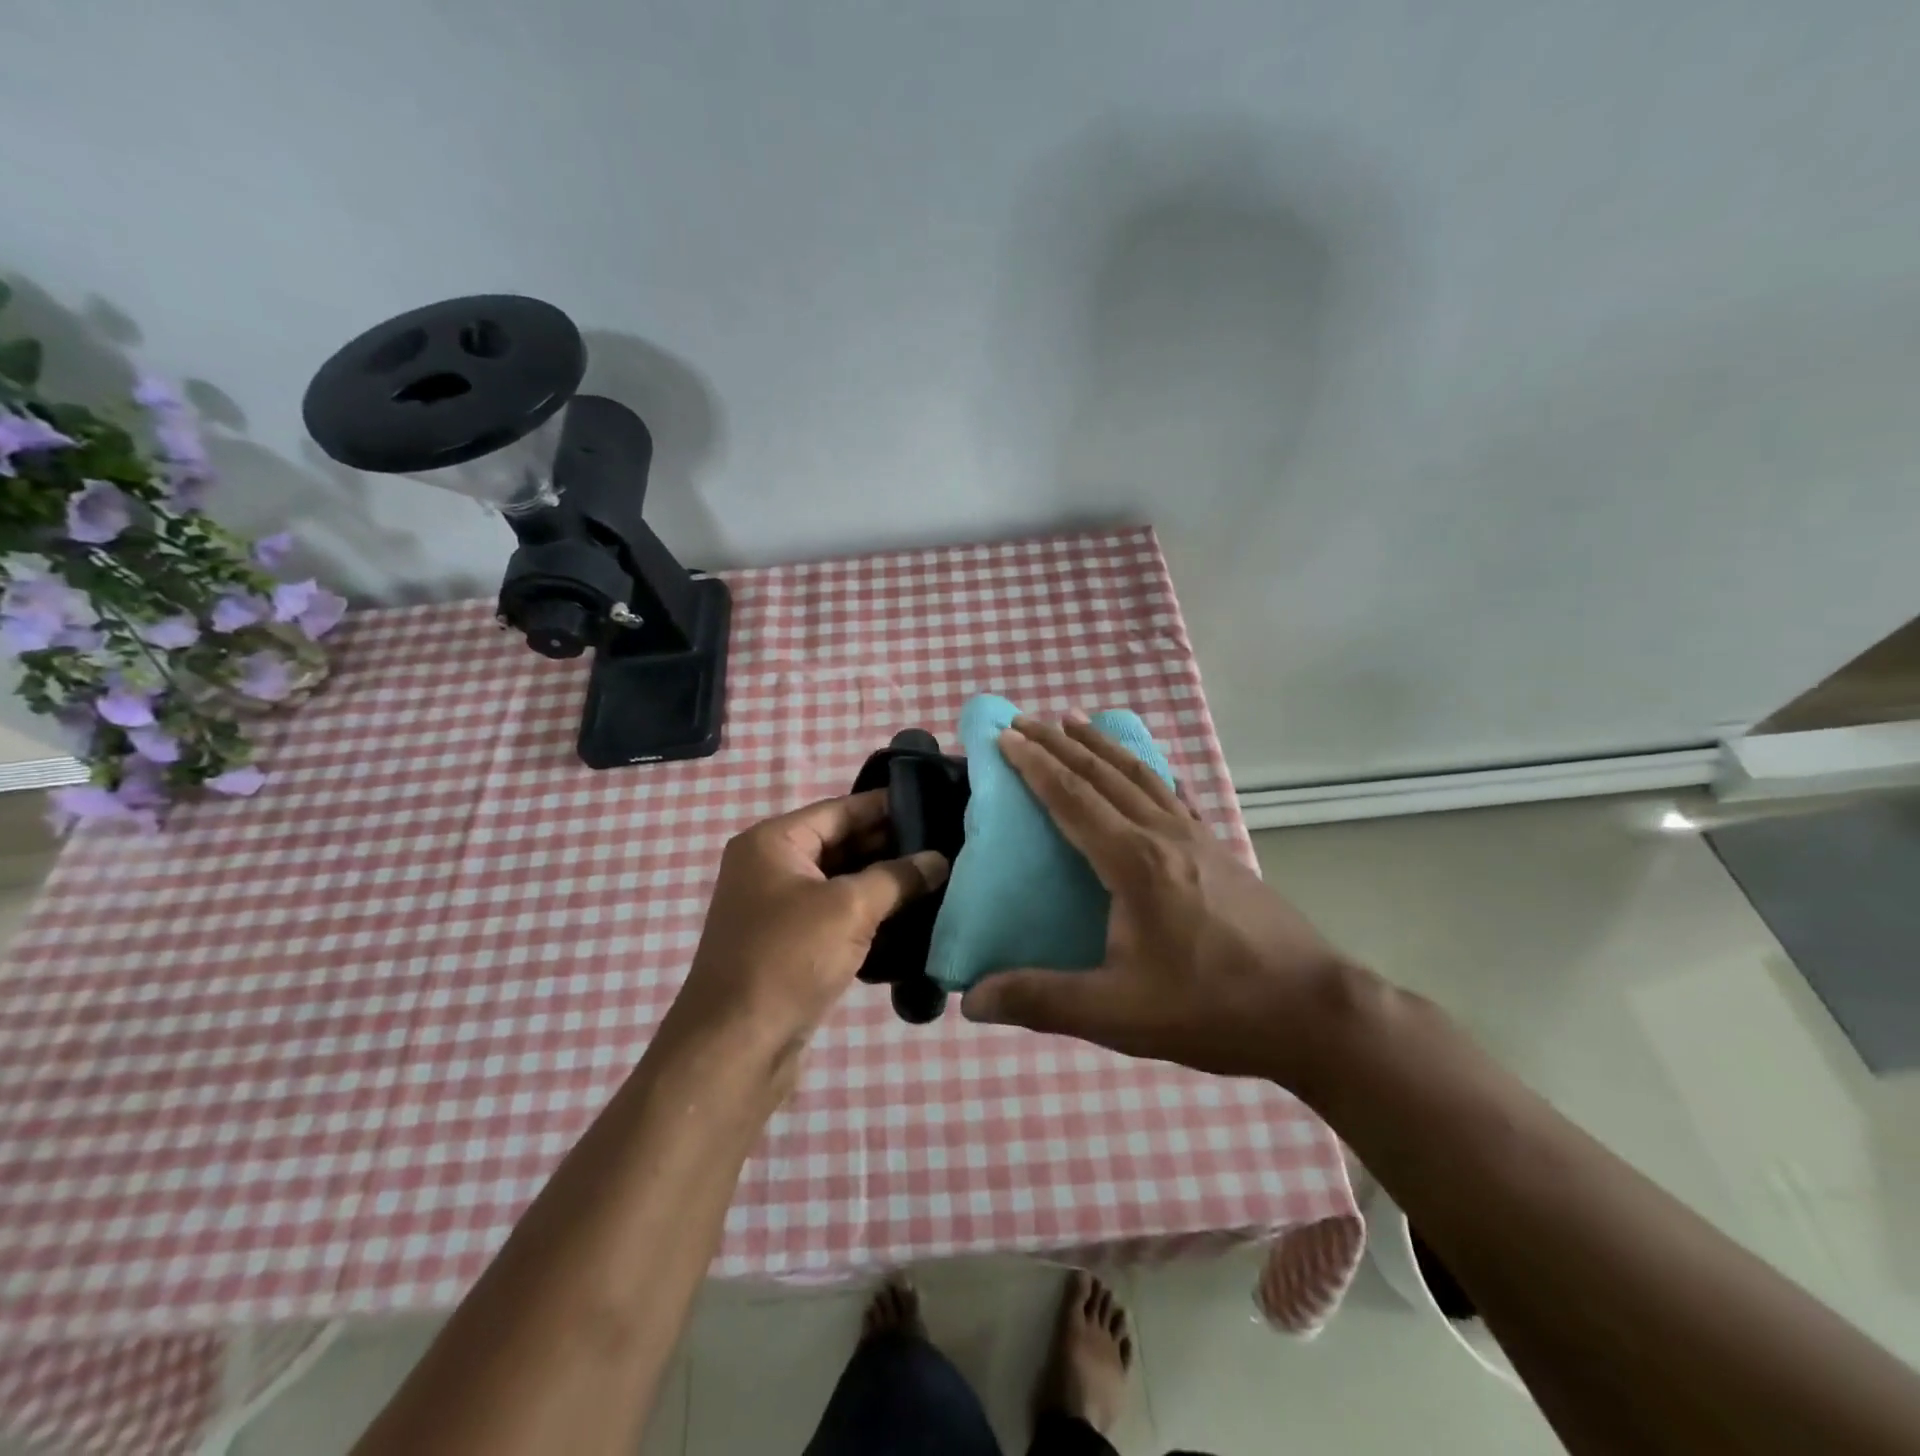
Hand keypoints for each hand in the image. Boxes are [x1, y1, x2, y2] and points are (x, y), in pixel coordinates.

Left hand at [666, 790, 947, 1070]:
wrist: (736, 1047)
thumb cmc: (788, 959)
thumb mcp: (849, 908)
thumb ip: (897, 877)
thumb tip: (939, 860)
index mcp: (773, 842)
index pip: (840, 809)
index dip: (886, 806)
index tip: (934, 803)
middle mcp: (771, 867)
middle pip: (841, 844)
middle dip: (891, 846)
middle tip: (946, 845)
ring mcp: (778, 908)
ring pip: (842, 882)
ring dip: (884, 883)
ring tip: (939, 878)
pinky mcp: (789, 945)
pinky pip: (836, 916)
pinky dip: (869, 915)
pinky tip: (912, 918)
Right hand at [959, 717, 1364, 1085]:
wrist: (1312, 1011)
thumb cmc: (1211, 1008)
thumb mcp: (1117, 1013)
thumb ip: (1041, 1001)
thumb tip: (971, 1000)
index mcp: (1134, 862)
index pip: (1072, 797)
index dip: (1034, 764)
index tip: (1004, 736)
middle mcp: (1164, 835)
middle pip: (1103, 773)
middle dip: (1060, 743)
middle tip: (1025, 720)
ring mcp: (1198, 838)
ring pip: (1140, 774)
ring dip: (1101, 746)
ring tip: (1074, 722)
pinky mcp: (1220, 851)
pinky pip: (1171, 794)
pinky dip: (1145, 770)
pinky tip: (1145, 772)